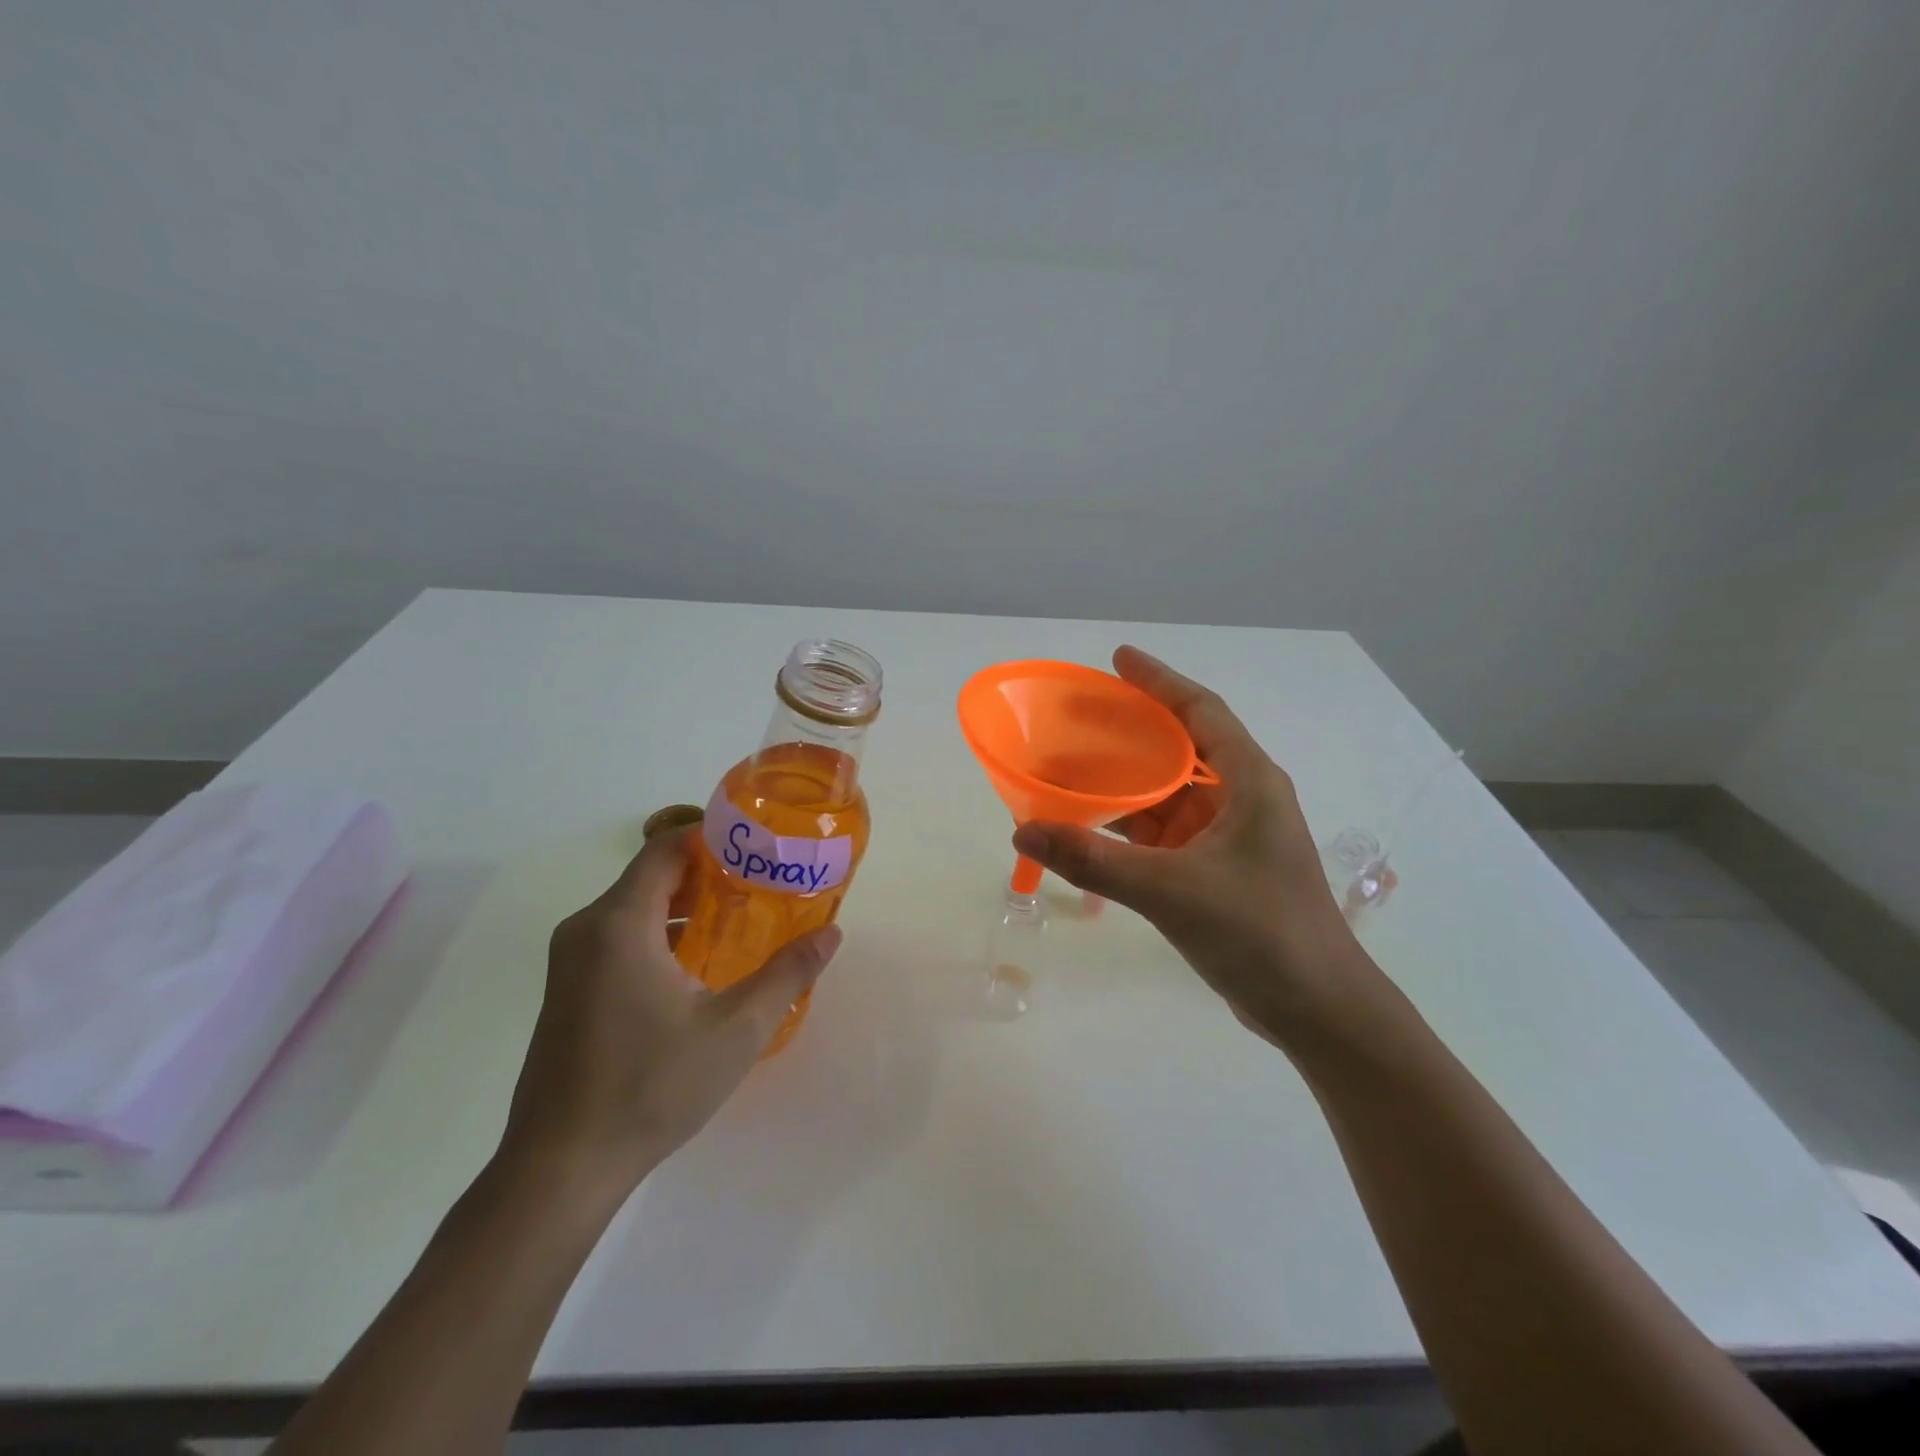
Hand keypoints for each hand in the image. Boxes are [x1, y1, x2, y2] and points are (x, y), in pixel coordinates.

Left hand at [497, 823, 841, 1201]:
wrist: (561, 1168)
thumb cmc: (650, 1087)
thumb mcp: (737, 1030)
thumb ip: (787, 974)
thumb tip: (831, 933)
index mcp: (620, 923)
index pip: (665, 846)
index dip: (712, 835)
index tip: (759, 843)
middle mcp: (588, 929)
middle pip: (652, 873)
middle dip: (709, 870)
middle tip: (763, 880)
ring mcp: (572, 961)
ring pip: (637, 906)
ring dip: (687, 904)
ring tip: (742, 917)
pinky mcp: (570, 989)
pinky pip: (621, 936)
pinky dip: (664, 931)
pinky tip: (701, 964)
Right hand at [1011, 646, 1378, 1046]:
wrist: (1317, 1010)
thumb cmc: (1258, 933)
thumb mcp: (1170, 891)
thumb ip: (1093, 859)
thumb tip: (1024, 829)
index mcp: (1249, 782)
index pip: (1201, 711)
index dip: (1159, 681)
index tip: (1117, 660)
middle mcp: (1243, 799)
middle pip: (1182, 747)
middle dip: (1133, 730)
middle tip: (1080, 717)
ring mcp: (1232, 837)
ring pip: (1171, 794)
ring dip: (1128, 783)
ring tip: (1074, 768)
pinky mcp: (1220, 870)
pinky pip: (1167, 832)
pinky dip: (1132, 826)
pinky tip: (1094, 826)